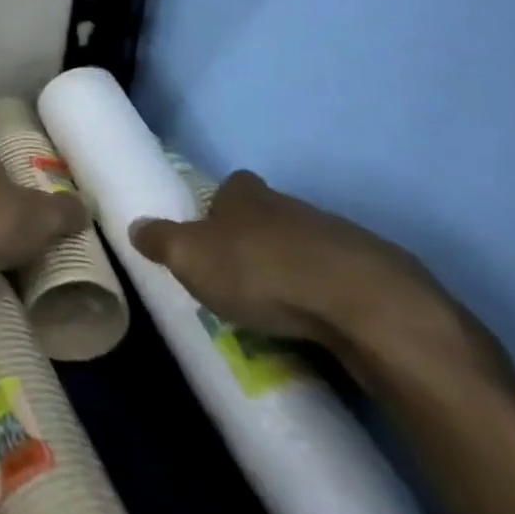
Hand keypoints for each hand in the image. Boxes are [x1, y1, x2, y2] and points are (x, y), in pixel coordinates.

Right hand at [130, 171, 513, 388]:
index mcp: (245, 194)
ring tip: (283, 310)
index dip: (219, 208)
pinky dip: (332, 297)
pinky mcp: (379, 275)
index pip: (229, 188)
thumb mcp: (190, 258)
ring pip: (308, 247)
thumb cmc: (260, 271)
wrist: (364, 305)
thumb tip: (135, 226)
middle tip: (243, 279)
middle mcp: (289, 204)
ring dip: (297, 270)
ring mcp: (339, 236)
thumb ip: (161, 241)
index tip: (213, 236)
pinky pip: (344, 281)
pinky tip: (324, 325)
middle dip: (257, 241)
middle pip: (269, 216)